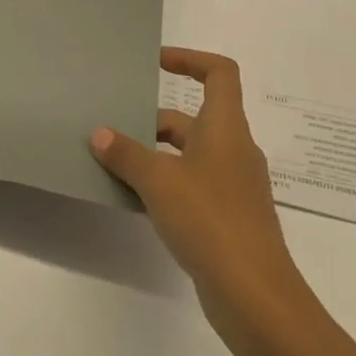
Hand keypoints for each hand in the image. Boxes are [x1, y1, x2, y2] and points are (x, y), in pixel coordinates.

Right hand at [89, 48, 308, 336]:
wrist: (255, 296)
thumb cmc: (210, 220)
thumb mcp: (159, 181)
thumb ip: (127, 154)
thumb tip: (100, 134)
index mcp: (225, 127)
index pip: (219, 73)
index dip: (189, 59)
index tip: (155, 64)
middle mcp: (234, 150)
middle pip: (193, 118)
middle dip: (153, 121)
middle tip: (114, 129)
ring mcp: (234, 186)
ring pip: (190, 155)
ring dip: (156, 156)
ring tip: (116, 164)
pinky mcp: (229, 219)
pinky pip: (193, 186)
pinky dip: (167, 185)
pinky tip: (138, 202)